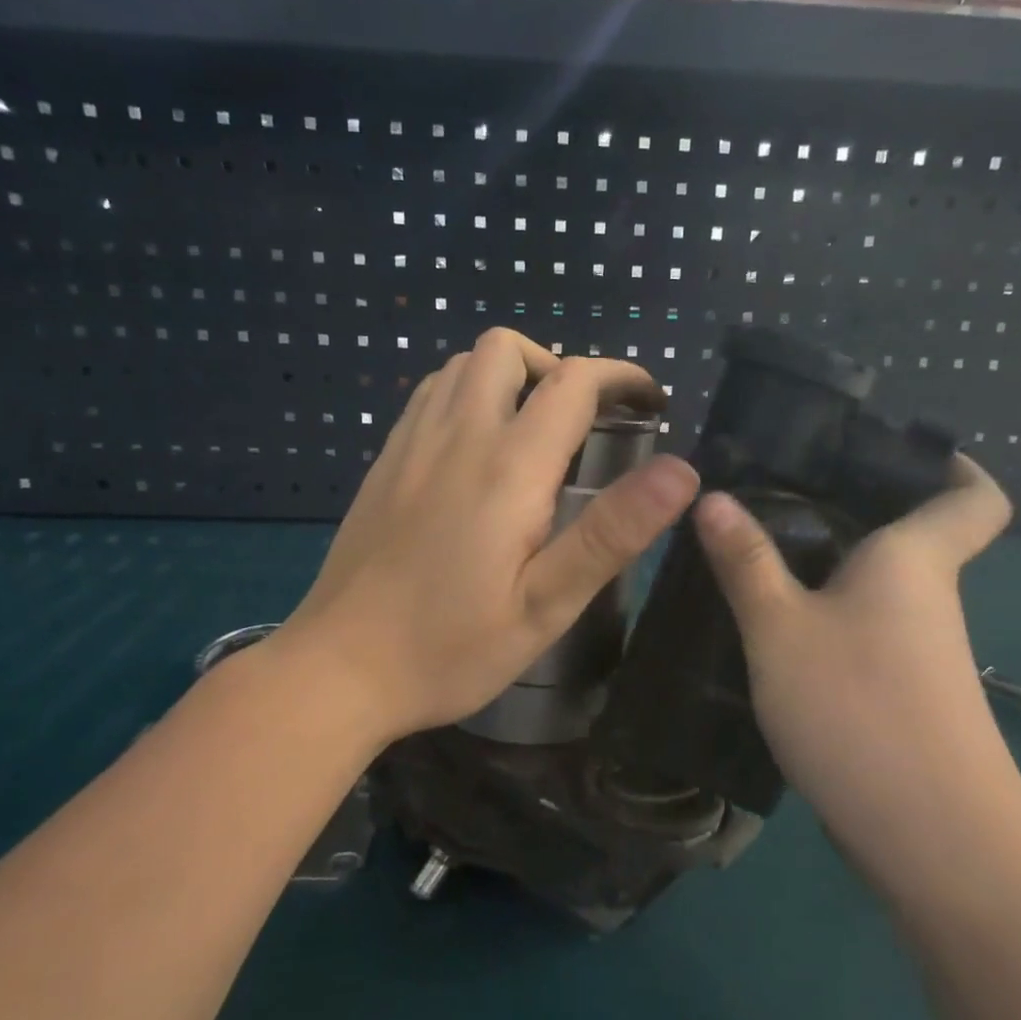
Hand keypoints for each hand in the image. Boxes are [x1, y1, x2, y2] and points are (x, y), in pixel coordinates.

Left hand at [276, 328, 699, 744]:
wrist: (339, 670)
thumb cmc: (451, 648)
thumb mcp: (546, 605)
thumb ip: (612, 533)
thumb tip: (681, 471)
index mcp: (507, 468)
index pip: (573, 382)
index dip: (621, 378)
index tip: (650, 402)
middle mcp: (456, 436)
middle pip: (508, 349)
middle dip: (559, 367)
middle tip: (586, 422)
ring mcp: (410, 444)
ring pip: (463, 364)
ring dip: (512, 376)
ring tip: (537, 430)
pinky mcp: (383, 462)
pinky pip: (430, 394)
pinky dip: (468, 393)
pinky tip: (478, 448)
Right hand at [692, 456, 1014, 840]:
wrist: (933, 841)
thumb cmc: (858, 709)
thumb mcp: (780, 630)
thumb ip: (746, 562)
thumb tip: (713, 498)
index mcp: (916, 561)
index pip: (974, 495)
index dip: (952, 465)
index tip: (891, 451)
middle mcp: (929, 599)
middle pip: (909, 537)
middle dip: (851, 511)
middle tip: (774, 493)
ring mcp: (921, 655)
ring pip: (879, 589)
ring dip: (828, 570)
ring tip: (755, 555)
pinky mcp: (904, 697)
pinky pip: (866, 634)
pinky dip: (827, 620)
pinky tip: (773, 631)